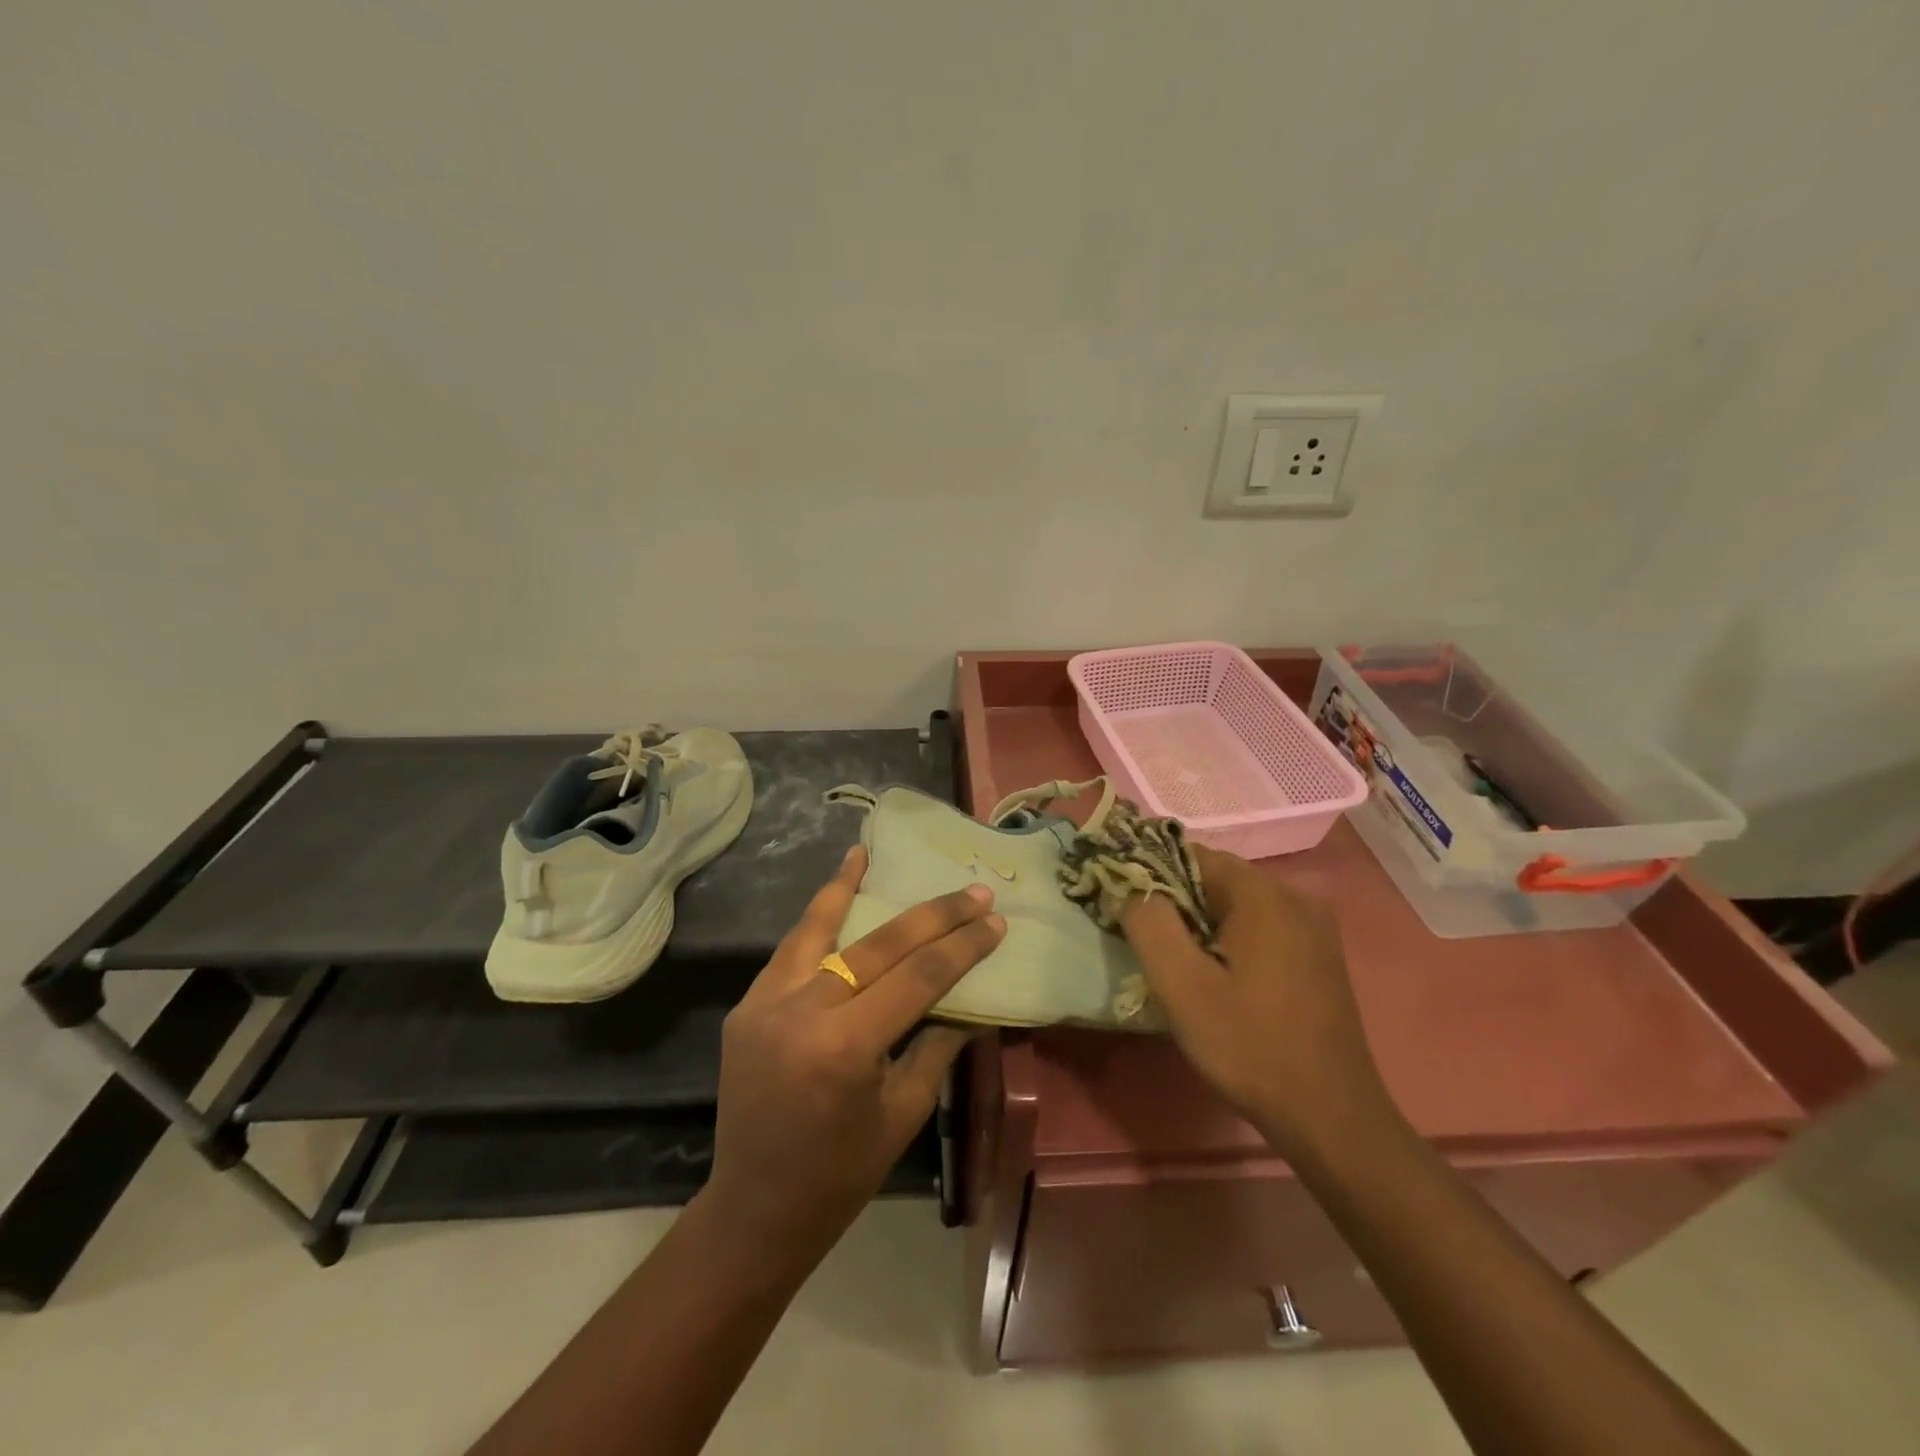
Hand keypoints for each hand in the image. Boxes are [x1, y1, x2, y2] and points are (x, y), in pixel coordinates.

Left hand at [698, 846, 1005, 1261]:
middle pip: (878, 945)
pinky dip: (815, 920)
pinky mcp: (746, 1006)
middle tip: (971, 892)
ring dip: (848, 888)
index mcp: (846, 1047)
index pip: (917, 978)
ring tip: (869, 853)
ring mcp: (765, 1004)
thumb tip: (968, 998)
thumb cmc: (842, 1173)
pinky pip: (790, 952)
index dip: (961, 947)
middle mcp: (802, 1012)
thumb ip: (936, 1045)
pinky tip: (832, 893)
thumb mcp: (903, 1112)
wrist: (755, 1209)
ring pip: (818, 930)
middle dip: (932, 915)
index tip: (994, 921)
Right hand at [1121, 845, 1395, 1162]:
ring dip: (1204, 924)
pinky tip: (1223, 981)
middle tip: (1153, 946)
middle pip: (1217, 879)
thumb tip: (1130, 885)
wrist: (1331, 1118)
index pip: (1193, 855)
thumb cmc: (1249, 1046)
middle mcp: (1296, 897)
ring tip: (1183, 967)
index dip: (1154, 876)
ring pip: (1239, 905)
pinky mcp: (1321, 956)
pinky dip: (1233, 940)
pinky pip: (1263, 927)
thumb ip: (1149, 923)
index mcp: (1264, 895)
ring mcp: (1315, 928)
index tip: (1130, 911)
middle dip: (1178, 903)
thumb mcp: (1181, 986)